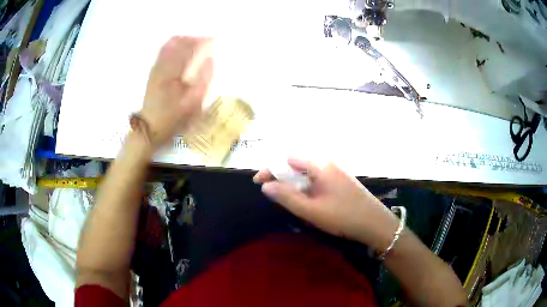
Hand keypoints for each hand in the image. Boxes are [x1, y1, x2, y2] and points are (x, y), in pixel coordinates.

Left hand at [139, 36, 212, 148]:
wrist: (150, 128)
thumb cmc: (173, 117)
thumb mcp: (192, 103)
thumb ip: (203, 80)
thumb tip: (210, 60)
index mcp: (172, 73)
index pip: (188, 49)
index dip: (200, 42)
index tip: (212, 39)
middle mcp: (162, 66)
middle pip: (177, 43)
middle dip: (192, 38)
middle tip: (205, 39)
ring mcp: (155, 68)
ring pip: (168, 46)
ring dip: (182, 40)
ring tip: (194, 41)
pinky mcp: (152, 73)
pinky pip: (162, 52)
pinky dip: (172, 46)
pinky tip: (179, 47)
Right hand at [254, 159, 399, 250]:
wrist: (375, 222)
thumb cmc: (343, 216)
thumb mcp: (311, 210)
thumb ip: (287, 197)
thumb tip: (266, 186)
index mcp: (319, 165)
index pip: (287, 159)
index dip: (270, 169)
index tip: (258, 182)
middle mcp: (327, 162)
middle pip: (296, 162)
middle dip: (280, 175)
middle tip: (270, 191)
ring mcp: (335, 169)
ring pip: (306, 170)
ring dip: (292, 180)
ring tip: (284, 196)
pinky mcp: (339, 178)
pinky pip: (316, 176)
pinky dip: (305, 184)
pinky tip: (304, 197)